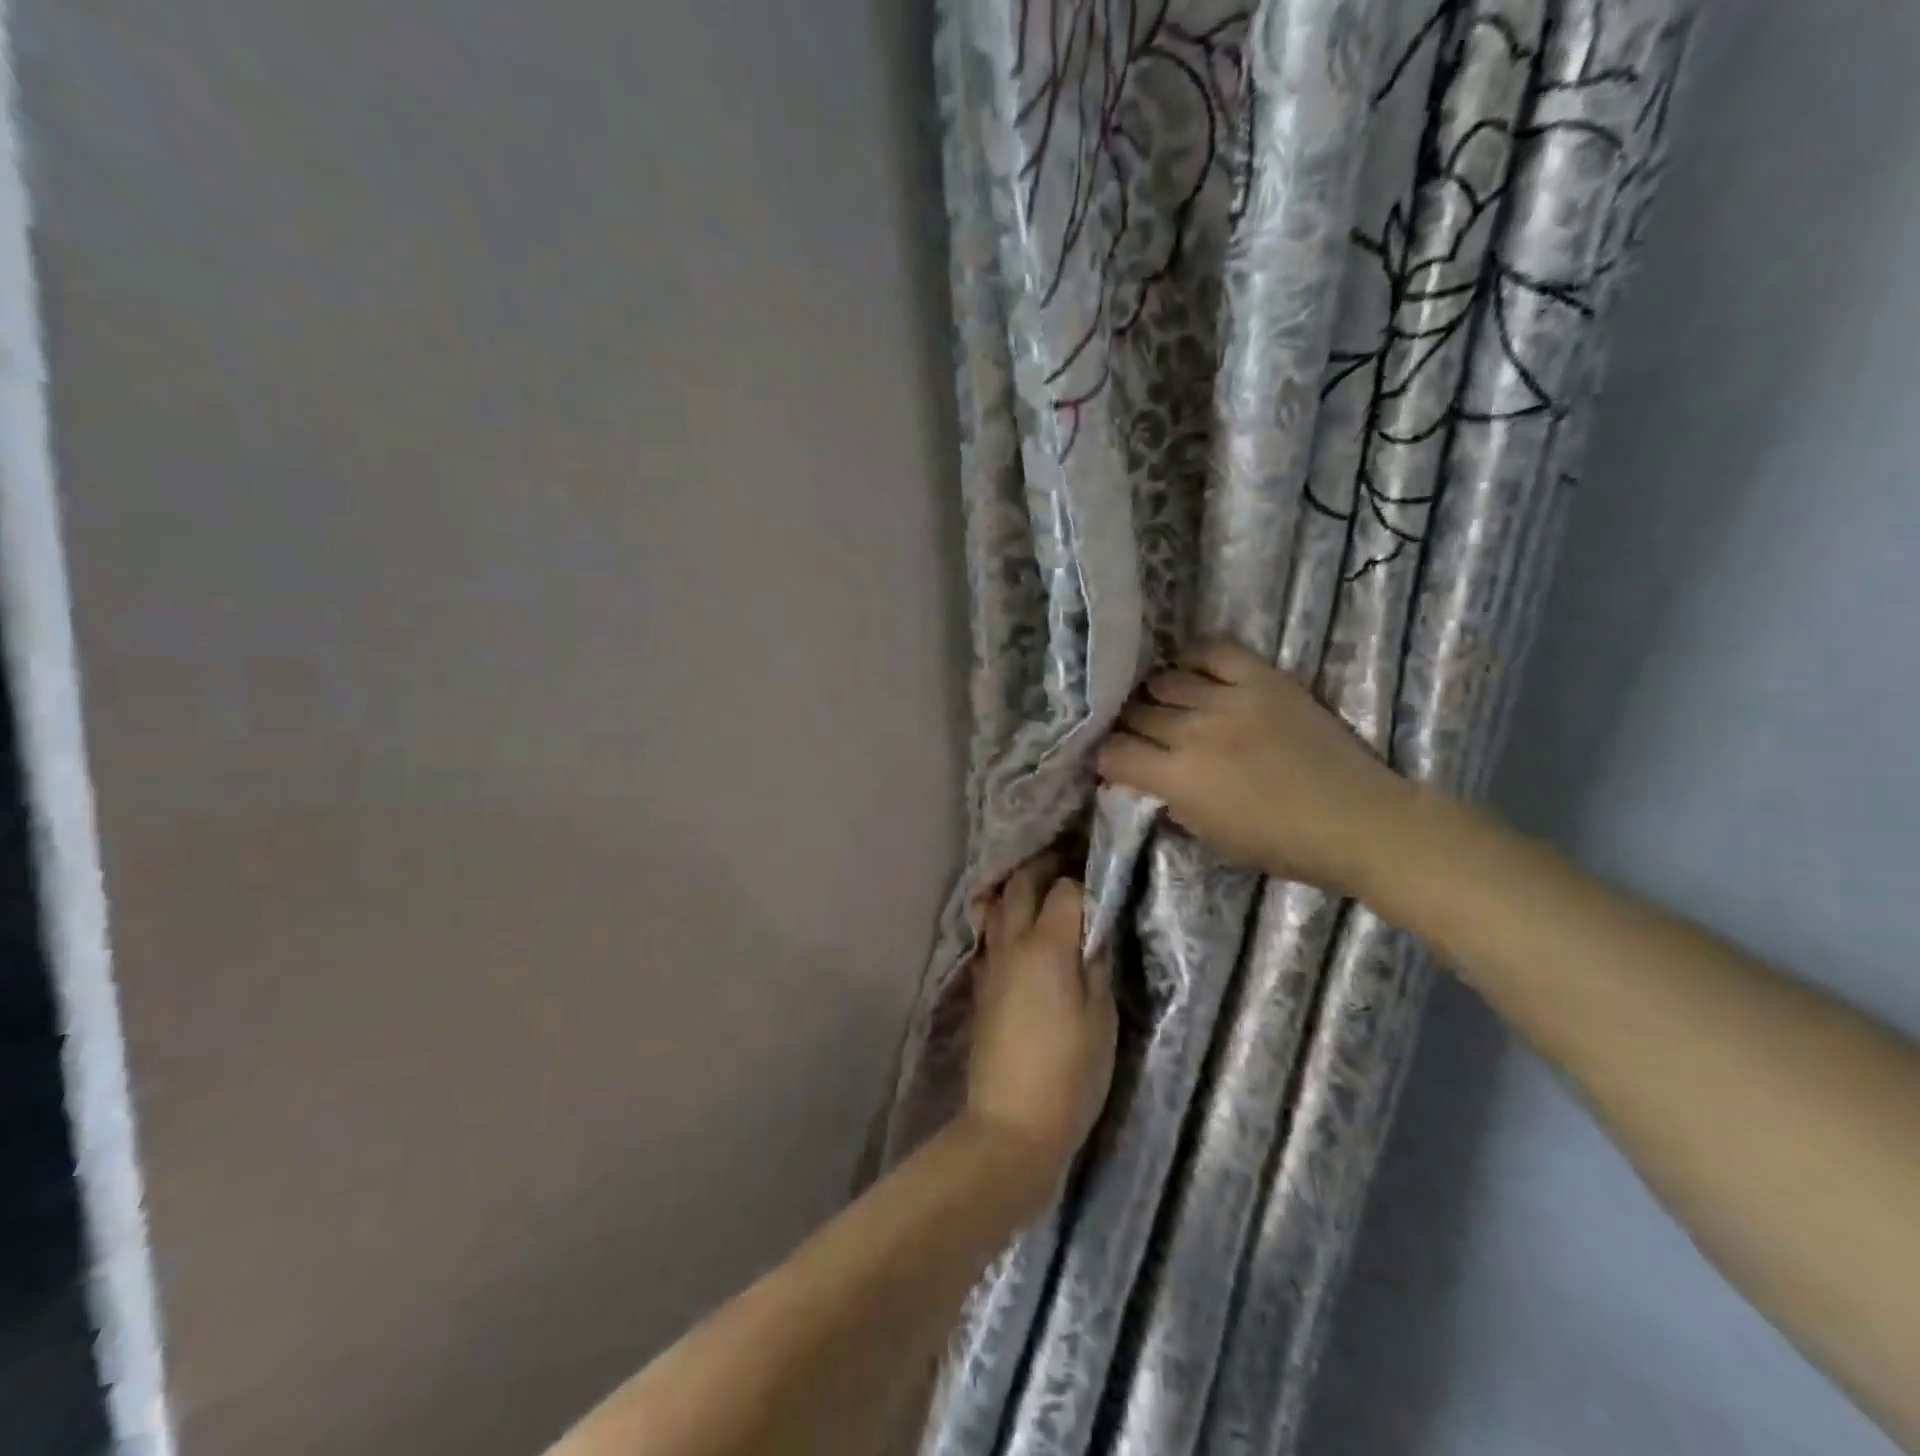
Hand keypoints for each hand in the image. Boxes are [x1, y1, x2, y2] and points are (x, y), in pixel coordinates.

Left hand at [964, 857, 1116, 1204]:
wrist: (1011, 1124)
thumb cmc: (1069, 1073)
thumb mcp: (1101, 1018)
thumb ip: (1097, 964)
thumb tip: (1094, 930)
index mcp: (1046, 945)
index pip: (1064, 889)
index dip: (1084, 879)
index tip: (1102, 878)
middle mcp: (1011, 943)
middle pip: (1021, 885)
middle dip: (1045, 867)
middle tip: (1070, 864)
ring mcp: (990, 962)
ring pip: (997, 905)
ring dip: (1018, 888)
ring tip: (1042, 888)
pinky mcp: (980, 984)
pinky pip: (989, 934)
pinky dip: (1004, 918)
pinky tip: (1020, 929)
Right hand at [1095, 639, 1414, 895]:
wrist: (1357, 820)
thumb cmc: (1281, 844)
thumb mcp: (1209, 838)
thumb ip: (1169, 803)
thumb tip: (1145, 778)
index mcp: (1178, 779)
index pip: (1114, 752)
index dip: (1105, 757)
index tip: (1112, 762)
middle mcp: (1194, 731)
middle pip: (1135, 713)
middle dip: (1126, 725)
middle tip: (1135, 733)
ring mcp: (1229, 699)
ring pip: (1164, 680)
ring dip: (1154, 694)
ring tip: (1161, 702)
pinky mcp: (1263, 678)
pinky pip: (1213, 650)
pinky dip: (1193, 657)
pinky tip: (1188, 669)